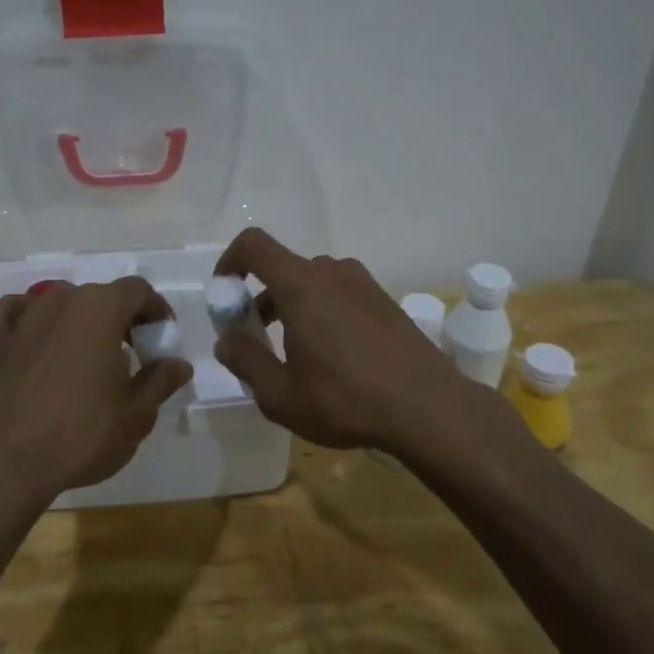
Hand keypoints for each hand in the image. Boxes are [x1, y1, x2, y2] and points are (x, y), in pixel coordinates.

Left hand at [0, 279, 192, 504]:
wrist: (9, 463)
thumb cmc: (83, 433)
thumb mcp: (137, 413)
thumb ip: (161, 380)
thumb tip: (179, 364)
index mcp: (100, 308)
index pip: (138, 290)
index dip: (156, 310)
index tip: (162, 339)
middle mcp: (61, 301)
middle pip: (101, 295)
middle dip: (122, 318)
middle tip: (135, 354)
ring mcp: (25, 318)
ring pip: (61, 302)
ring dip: (81, 318)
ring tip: (91, 353)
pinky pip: (16, 313)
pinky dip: (30, 318)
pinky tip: (37, 336)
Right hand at [211, 227, 479, 454]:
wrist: (429, 408)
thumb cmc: (346, 400)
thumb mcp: (280, 395)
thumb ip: (246, 361)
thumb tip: (227, 340)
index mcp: (301, 286)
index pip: (254, 245)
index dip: (230, 261)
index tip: (224, 295)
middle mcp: (332, 272)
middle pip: (283, 269)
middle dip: (260, 298)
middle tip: (257, 340)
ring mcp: (363, 284)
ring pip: (313, 283)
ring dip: (293, 307)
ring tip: (295, 354)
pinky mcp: (385, 301)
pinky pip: (340, 294)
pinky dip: (322, 312)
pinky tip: (334, 358)